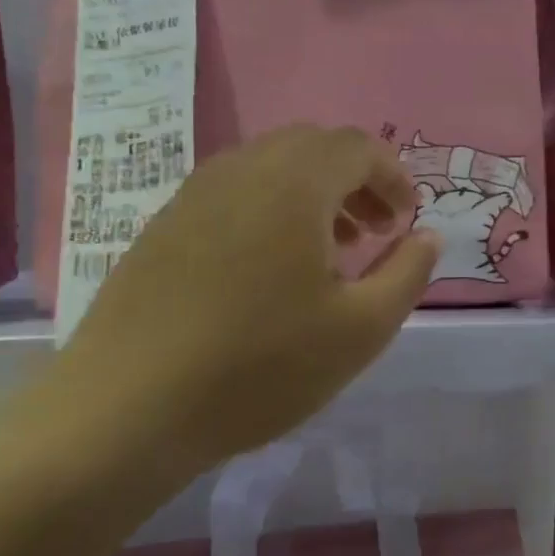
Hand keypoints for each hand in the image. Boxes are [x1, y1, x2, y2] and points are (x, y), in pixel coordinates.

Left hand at [58, 125, 437, 463]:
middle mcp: (241, 170)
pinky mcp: (164, 225)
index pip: (357, 146)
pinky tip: (270, 270)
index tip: (407, 222)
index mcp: (294, 183)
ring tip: (330, 250)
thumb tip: (428, 237)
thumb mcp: (360, 329)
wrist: (126, 409)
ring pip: (270, 167)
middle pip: (313, 146)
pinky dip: (270, 209)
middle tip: (375, 231)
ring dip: (313, 194)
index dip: (394, 176)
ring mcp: (194, 194)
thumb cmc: (259, 366)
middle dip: (355, 180)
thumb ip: (407, 273)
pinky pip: (233, 193)